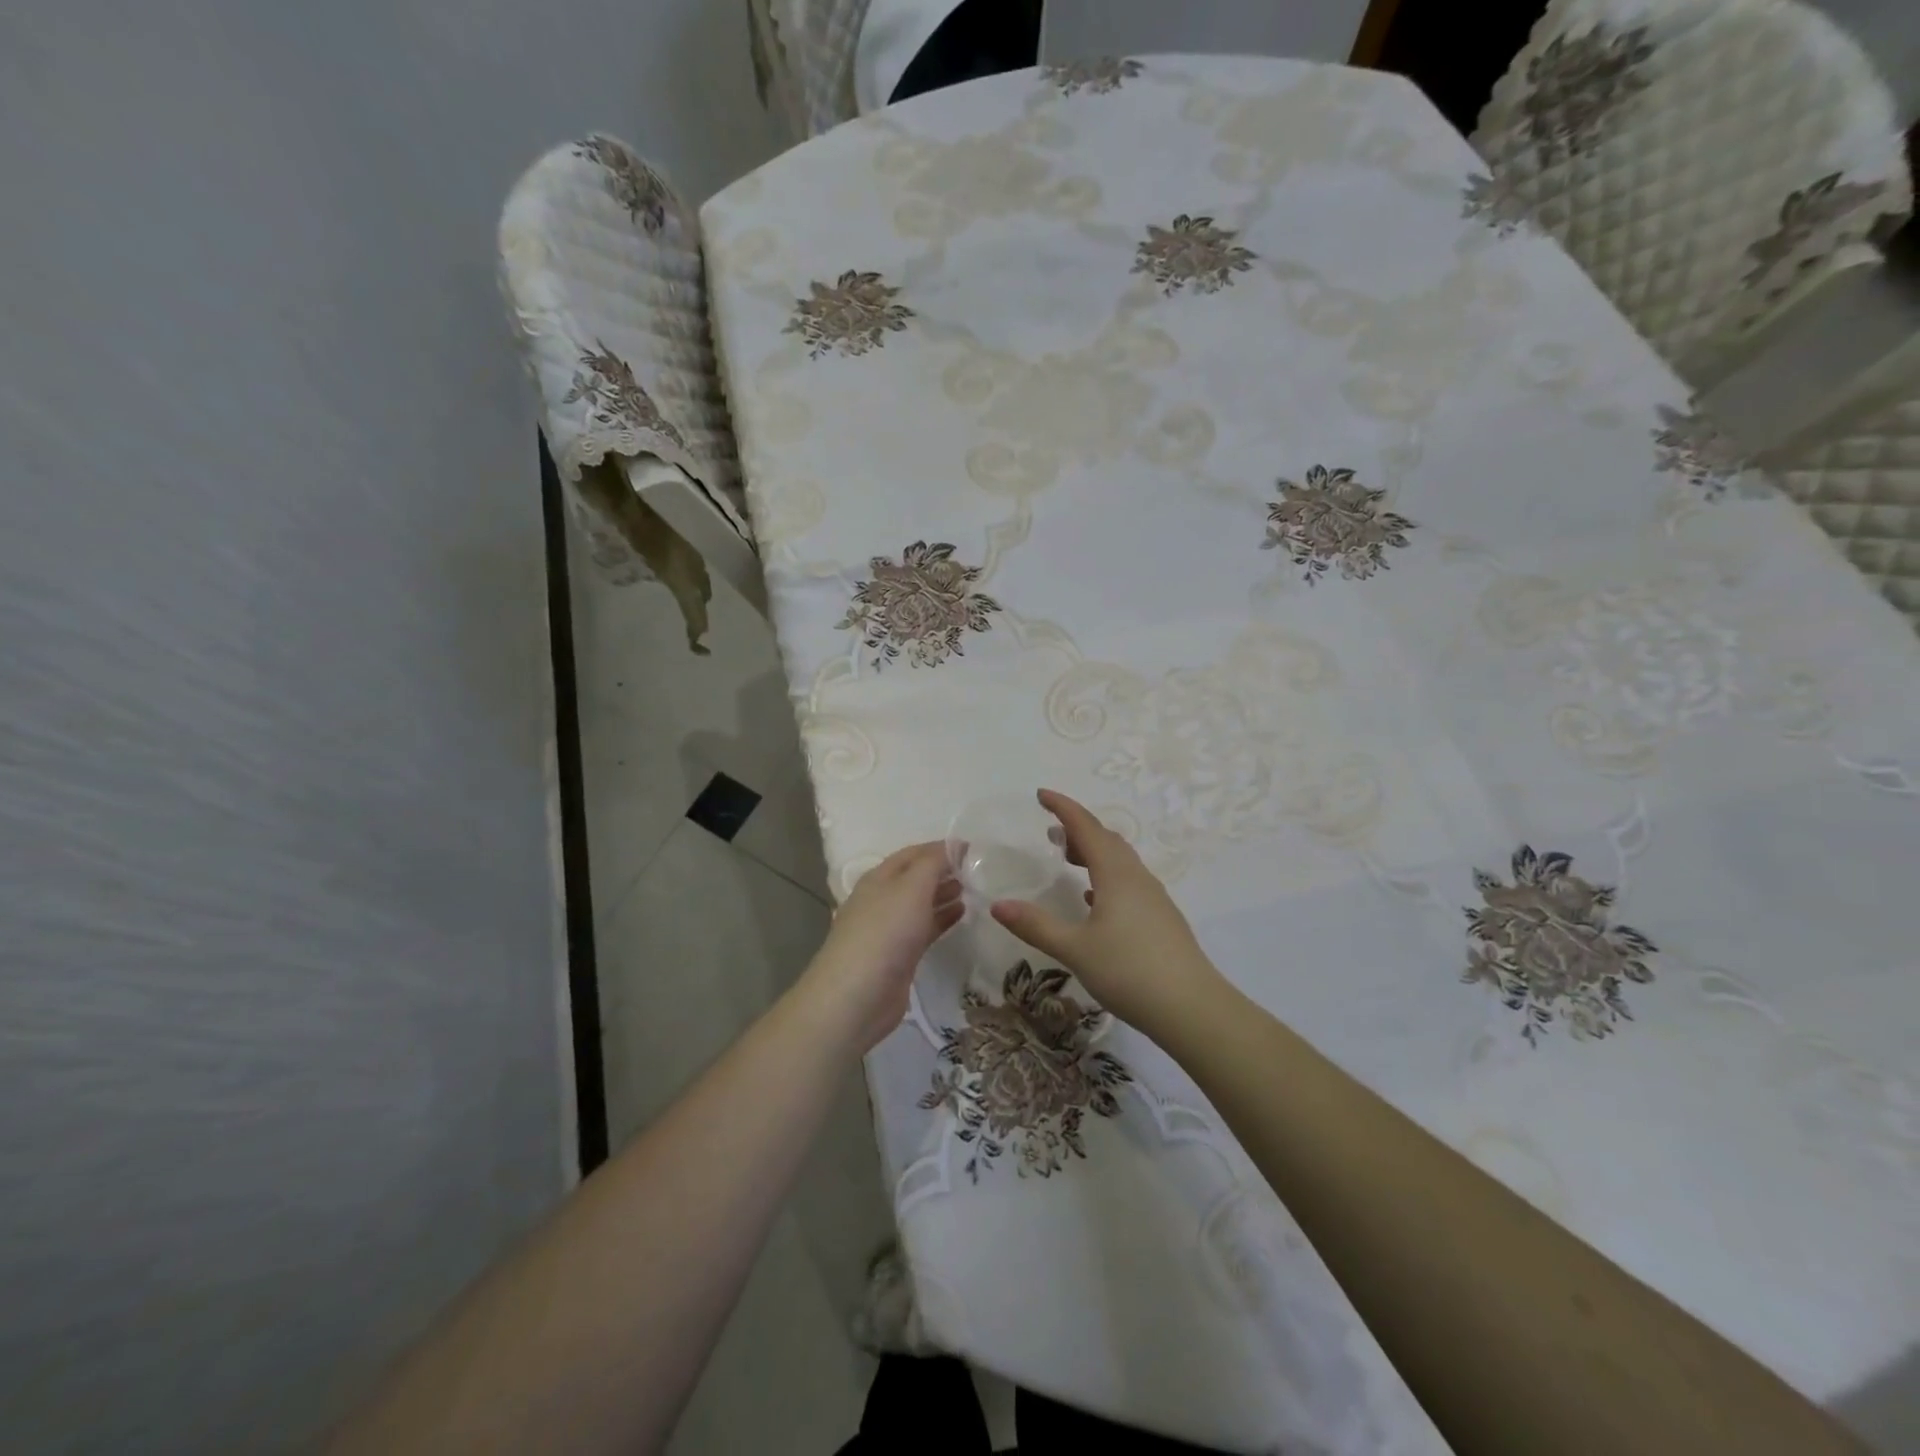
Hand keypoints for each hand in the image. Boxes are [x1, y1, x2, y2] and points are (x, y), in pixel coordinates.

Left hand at [802, 842, 961, 1052]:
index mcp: (879, 878)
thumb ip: (933, 864)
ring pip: (921, 904)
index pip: (913, 854)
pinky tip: (962, 915)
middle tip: (976, 870)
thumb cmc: (885, 932)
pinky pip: (925, 929)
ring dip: (944, 894)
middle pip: (916, 878)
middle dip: (943, 871)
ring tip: (973, 890)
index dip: (940, 848)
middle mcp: (882, 900)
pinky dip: (943, 919)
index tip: (972, 848)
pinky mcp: (899, 956)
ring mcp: (889, 930)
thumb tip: (953, 846)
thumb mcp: (911, 887)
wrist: (857, 996)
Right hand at [990, 790, 1224, 1036]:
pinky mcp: (1161, 918)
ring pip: (1120, 860)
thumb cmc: (1130, 971)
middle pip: (1106, 839)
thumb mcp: (1075, 950)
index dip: (1063, 807)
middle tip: (1051, 832)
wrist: (1192, 1008)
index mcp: (1115, 874)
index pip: (1086, 827)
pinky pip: (1129, 882)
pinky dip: (1106, 877)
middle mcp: (1137, 877)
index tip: (1041, 795)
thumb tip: (998, 906)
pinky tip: (1094, 899)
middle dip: (1078, 828)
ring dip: (1093, 852)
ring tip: (1068, 859)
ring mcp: (1153, 898)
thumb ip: (1036, 926)